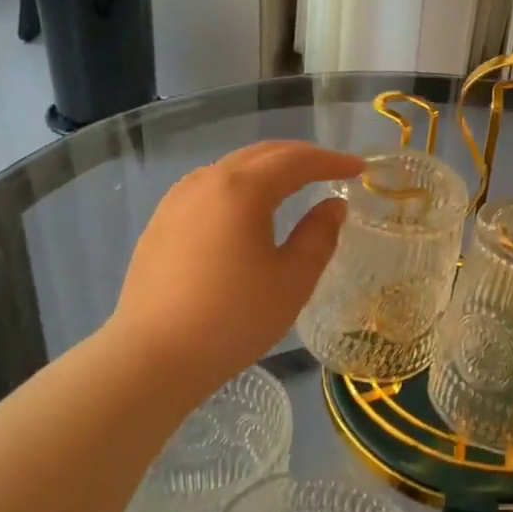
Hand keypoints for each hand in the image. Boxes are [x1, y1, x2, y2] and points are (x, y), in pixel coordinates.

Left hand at [111, 140, 362, 396]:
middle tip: (330, 169)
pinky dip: (239, 186)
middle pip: (260, 155)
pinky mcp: (160, 222)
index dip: (330, 161)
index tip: (358, 168)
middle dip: (300, 157)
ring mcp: (177, 200)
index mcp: (242, 189)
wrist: (154, 356)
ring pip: (231, 168)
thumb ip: (319, 235)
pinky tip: (246, 209)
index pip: (295, 160)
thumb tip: (333, 205)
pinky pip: (209, 188)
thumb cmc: (233, 318)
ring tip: (292, 185)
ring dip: (267, 169)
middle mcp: (206, 181)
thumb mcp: (292, 280)